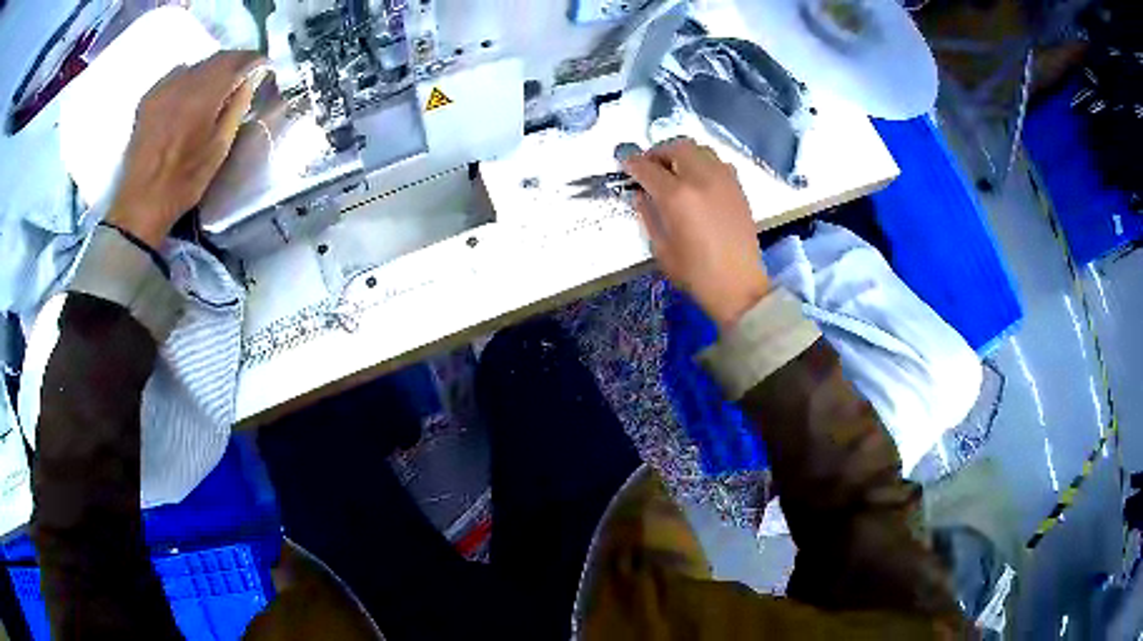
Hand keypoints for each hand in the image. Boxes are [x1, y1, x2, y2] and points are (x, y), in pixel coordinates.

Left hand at [107, 50, 265, 248]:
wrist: (141, 203)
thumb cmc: (184, 182)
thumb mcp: (218, 150)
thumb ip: (236, 109)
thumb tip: (249, 81)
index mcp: (204, 96)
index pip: (236, 61)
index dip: (252, 60)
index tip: (262, 67)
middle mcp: (184, 83)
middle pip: (216, 58)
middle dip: (232, 63)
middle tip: (241, 76)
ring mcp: (163, 89)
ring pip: (196, 64)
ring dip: (210, 71)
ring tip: (214, 88)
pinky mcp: (149, 98)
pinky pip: (175, 75)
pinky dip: (188, 78)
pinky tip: (188, 95)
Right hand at [624, 138, 769, 331]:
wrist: (739, 286)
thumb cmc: (696, 273)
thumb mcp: (661, 248)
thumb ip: (648, 214)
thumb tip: (641, 194)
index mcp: (677, 196)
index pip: (648, 168)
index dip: (632, 164)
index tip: (625, 164)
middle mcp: (701, 178)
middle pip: (676, 147)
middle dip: (658, 152)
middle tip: (649, 165)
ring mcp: (723, 180)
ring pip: (699, 149)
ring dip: (681, 153)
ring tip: (673, 168)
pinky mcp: (738, 187)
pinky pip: (717, 161)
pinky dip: (702, 162)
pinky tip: (697, 179)